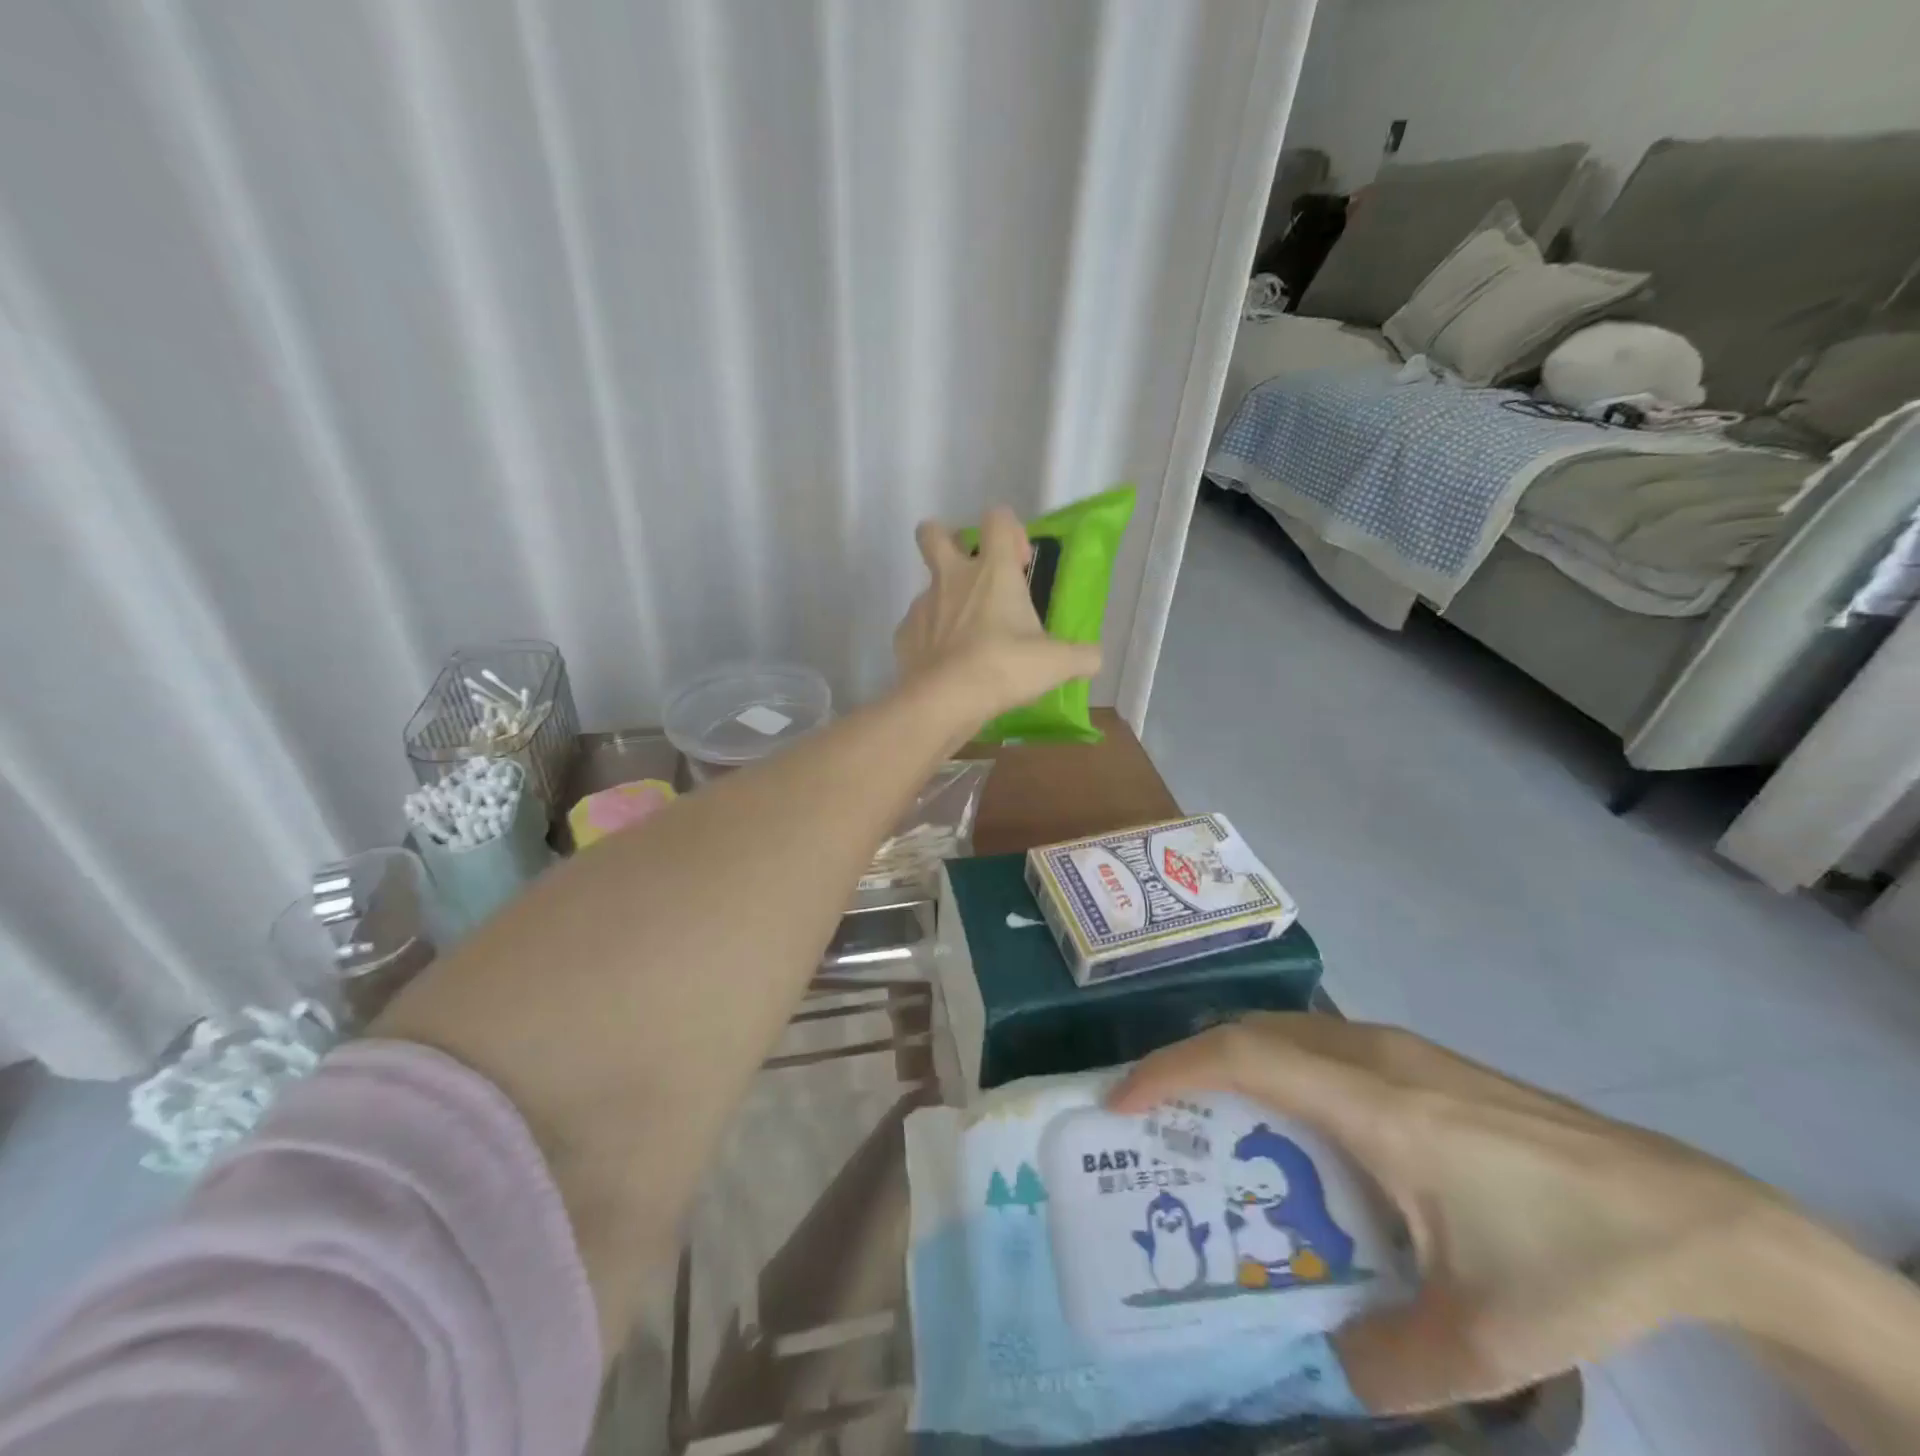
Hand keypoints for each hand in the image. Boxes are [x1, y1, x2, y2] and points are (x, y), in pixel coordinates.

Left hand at [894, 506, 1100, 725]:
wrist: (945, 700)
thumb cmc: (1004, 667)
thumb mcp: (1057, 663)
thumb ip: (1082, 656)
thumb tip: (1094, 657)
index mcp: (992, 571)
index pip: (997, 518)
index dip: (1010, 529)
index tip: (1020, 562)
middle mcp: (952, 578)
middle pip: (933, 533)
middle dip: (946, 540)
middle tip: (969, 570)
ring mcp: (922, 605)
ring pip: (927, 586)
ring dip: (943, 600)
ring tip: (965, 637)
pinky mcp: (903, 635)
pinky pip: (916, 627)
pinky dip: (929, 639)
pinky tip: (944, 663)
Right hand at [1110, 1015, 1782, 1413]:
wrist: (1688, 1213)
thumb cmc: (1572, 1258)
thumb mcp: (1483, 1340)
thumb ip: (1387, 1364)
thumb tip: (1326, 1361)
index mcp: (1371, 1104)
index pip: (1242, 1057)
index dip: (1171, 1070)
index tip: (1122, 1103)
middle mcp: (1370, 1055)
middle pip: (1250, 1031)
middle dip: (1187, 1063)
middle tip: (1154, 1116)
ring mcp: (1396, 1048)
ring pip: (1283, 1030)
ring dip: (1232, 1062)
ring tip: (1210, 1119)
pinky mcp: (1417, 1058)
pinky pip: (1317, 1042)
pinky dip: (1275, 1066)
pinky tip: (1295, 1128)